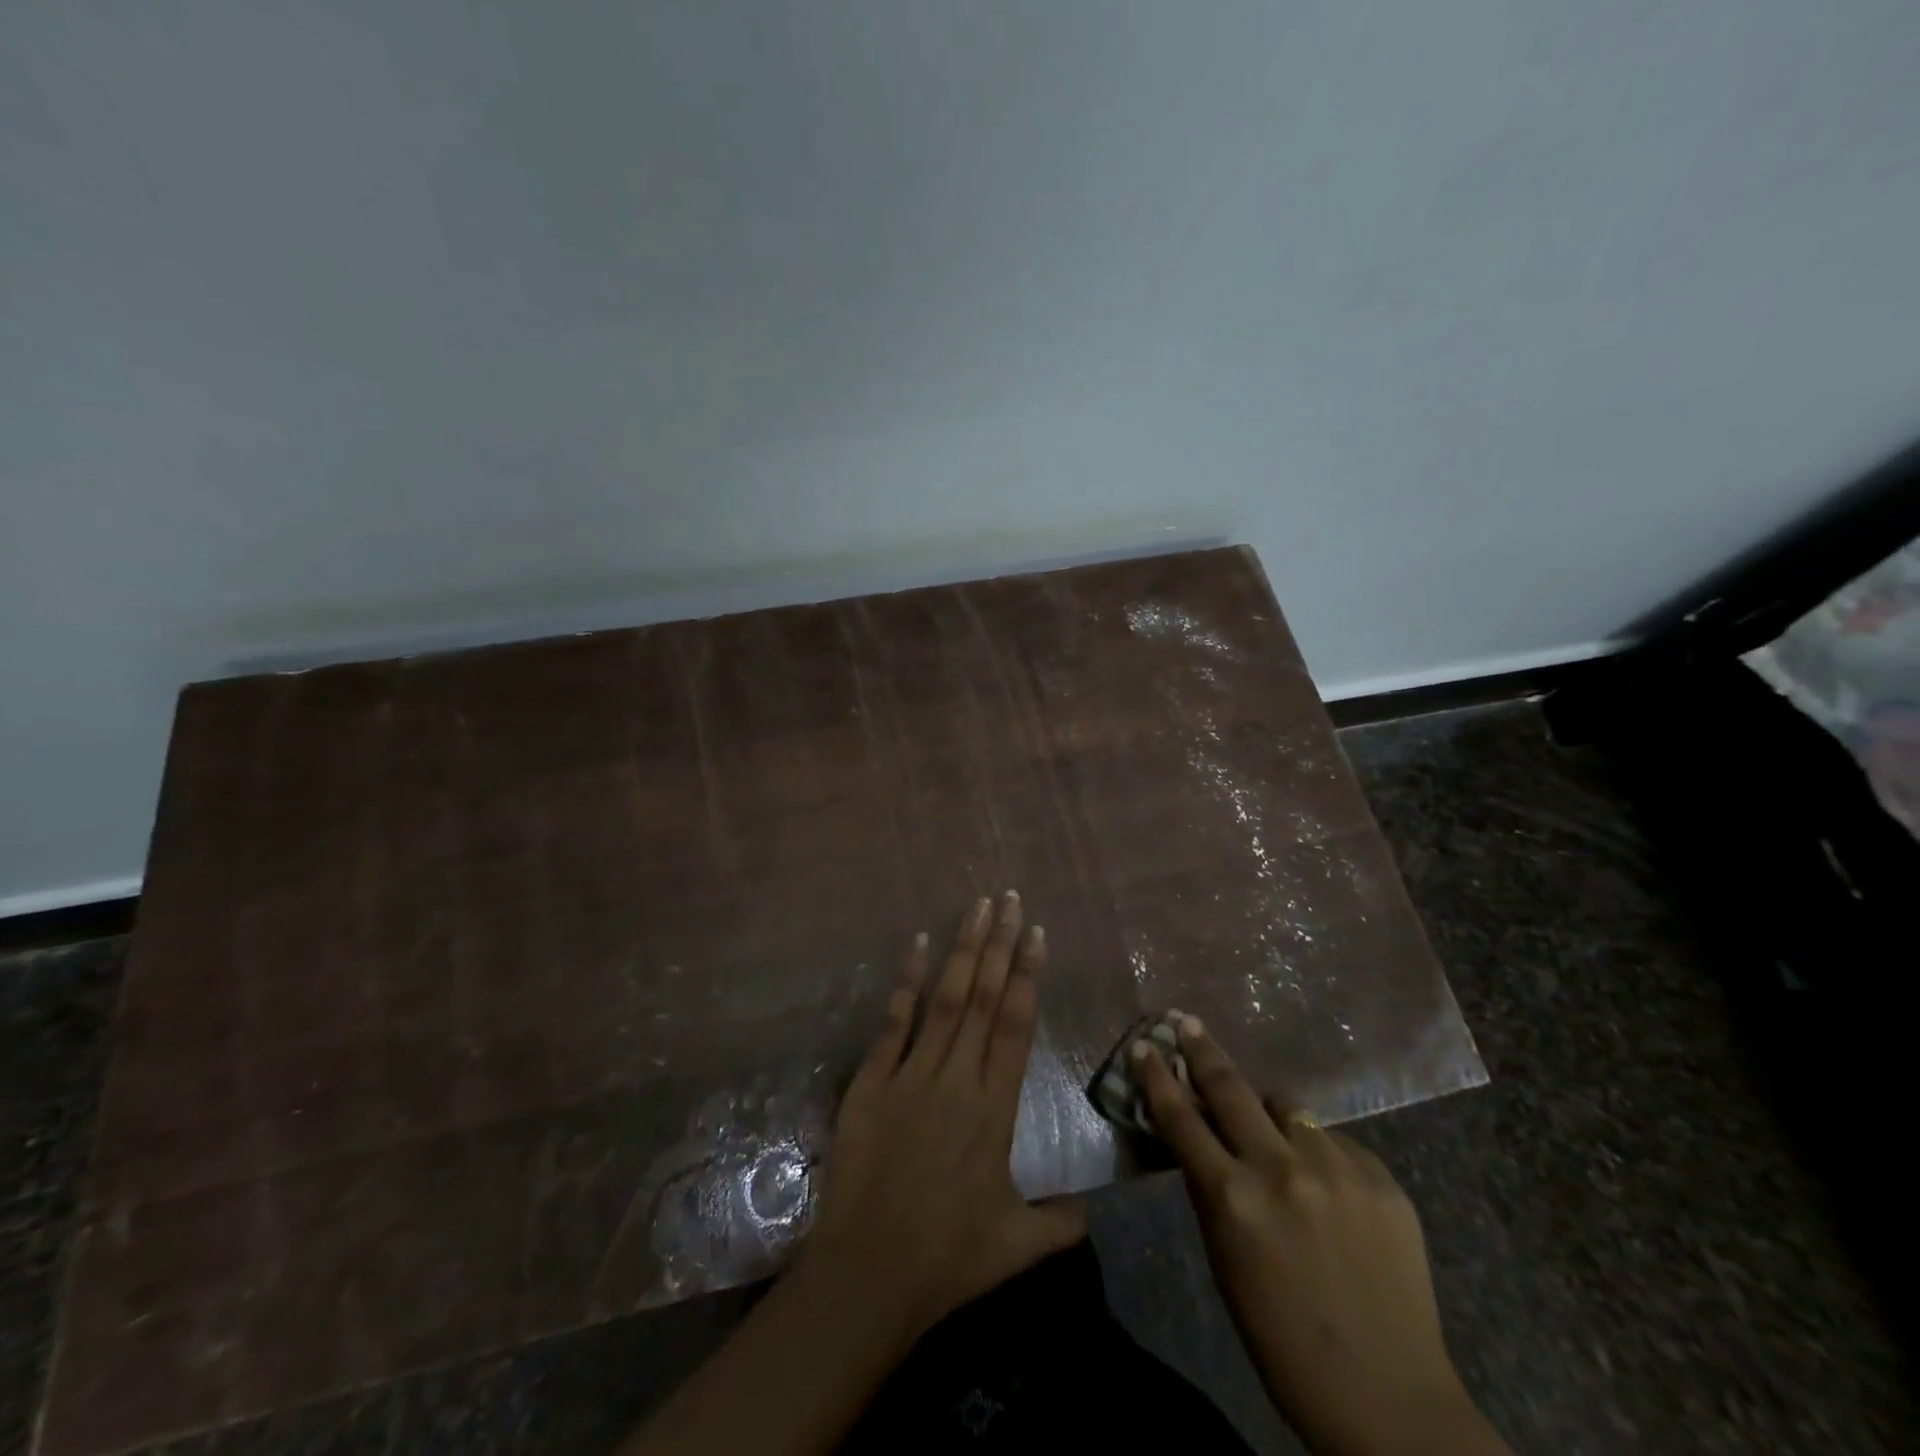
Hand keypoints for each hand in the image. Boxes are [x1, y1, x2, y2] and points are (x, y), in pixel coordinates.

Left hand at [624, 894, 1083, 1455]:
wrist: (869, 1276)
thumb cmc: (948, 1260)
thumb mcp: (1016, 1247)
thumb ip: (1060, 1222)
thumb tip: (1094, 1212)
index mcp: (994, 1108)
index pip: (1015, 1025)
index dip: (1026, 974)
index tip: (1035, 933)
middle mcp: (956, 1078)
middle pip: (982, 997)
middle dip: (998, 944)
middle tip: (1008, 898)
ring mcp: (911, 1075)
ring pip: (944, 999)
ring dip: (962, 950)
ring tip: (976, 908)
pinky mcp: (871, 1082)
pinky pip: (893, 1022)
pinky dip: (905, 982)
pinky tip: (915, 944)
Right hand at [1134, 1016, 1509, 1455]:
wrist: (1389, 1398)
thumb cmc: (1282, 1337)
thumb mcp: (1225, 1260)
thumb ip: (1210, 1190)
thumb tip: (1198, 1138)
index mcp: (1233, 1197)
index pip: (1181, 1118)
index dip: (1157, 1077)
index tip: (1144, 1046)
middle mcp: (1281, 1168)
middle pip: (1231, 1087)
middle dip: (1204, 1051)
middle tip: (1188, 1024)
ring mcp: (1336, 1168)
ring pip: (1288, 1107)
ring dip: (1270, 1113)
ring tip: (1273, 1134)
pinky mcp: (1381, 1178)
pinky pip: (1335, 1142)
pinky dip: (1319, 1153)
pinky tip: (1327, 1186)